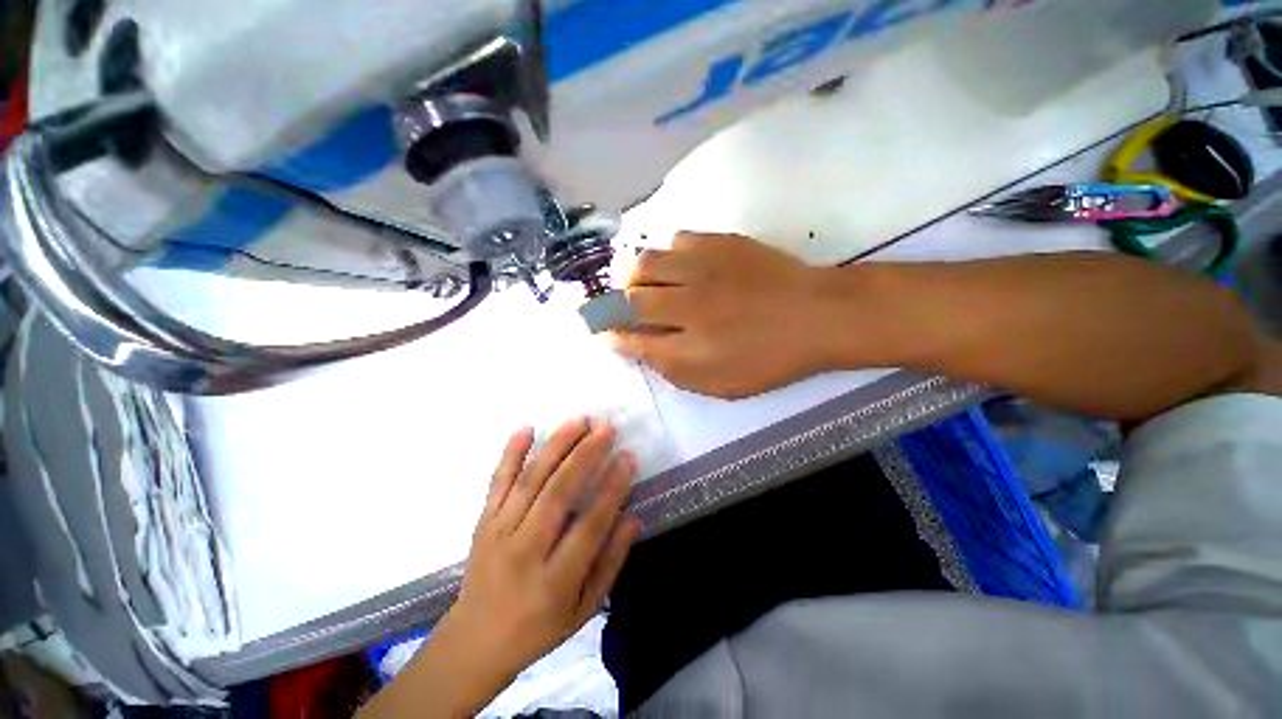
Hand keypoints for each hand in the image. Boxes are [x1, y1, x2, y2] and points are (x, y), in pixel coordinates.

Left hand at [359, 419, 640, 718]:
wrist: (475, 641)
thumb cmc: (538, 627)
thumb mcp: (584, 609)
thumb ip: (610, 563)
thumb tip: (632, 518)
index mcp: (554, 582)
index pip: (590, 525)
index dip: (612, 488)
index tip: (628, 457)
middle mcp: (523, 551)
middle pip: (557, 494)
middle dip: (585, 455)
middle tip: (606, 428)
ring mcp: (498, 532)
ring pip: (530, 480)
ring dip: (556, 446)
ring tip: (580, 421)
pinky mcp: (482, 521)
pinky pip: (497, 481)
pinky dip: (511, 452)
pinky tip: (527, 428)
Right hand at [610, 233, 858, 397]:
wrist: (817, 315)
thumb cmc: (771, 358)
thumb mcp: (722, 384)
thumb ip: (676, 371)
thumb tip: (642, 351)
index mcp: (691, 348)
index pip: (635, 341)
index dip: (614, 337)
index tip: (604, 334)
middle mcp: (689, 307)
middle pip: (632, 299)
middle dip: (614, 304)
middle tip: (616, 306)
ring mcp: (703, 270)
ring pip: (647, 263)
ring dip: (633, 274)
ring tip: (636, 281)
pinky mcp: (720, 243)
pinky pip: (677, 240)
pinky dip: (668, 254)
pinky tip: (677, 264)